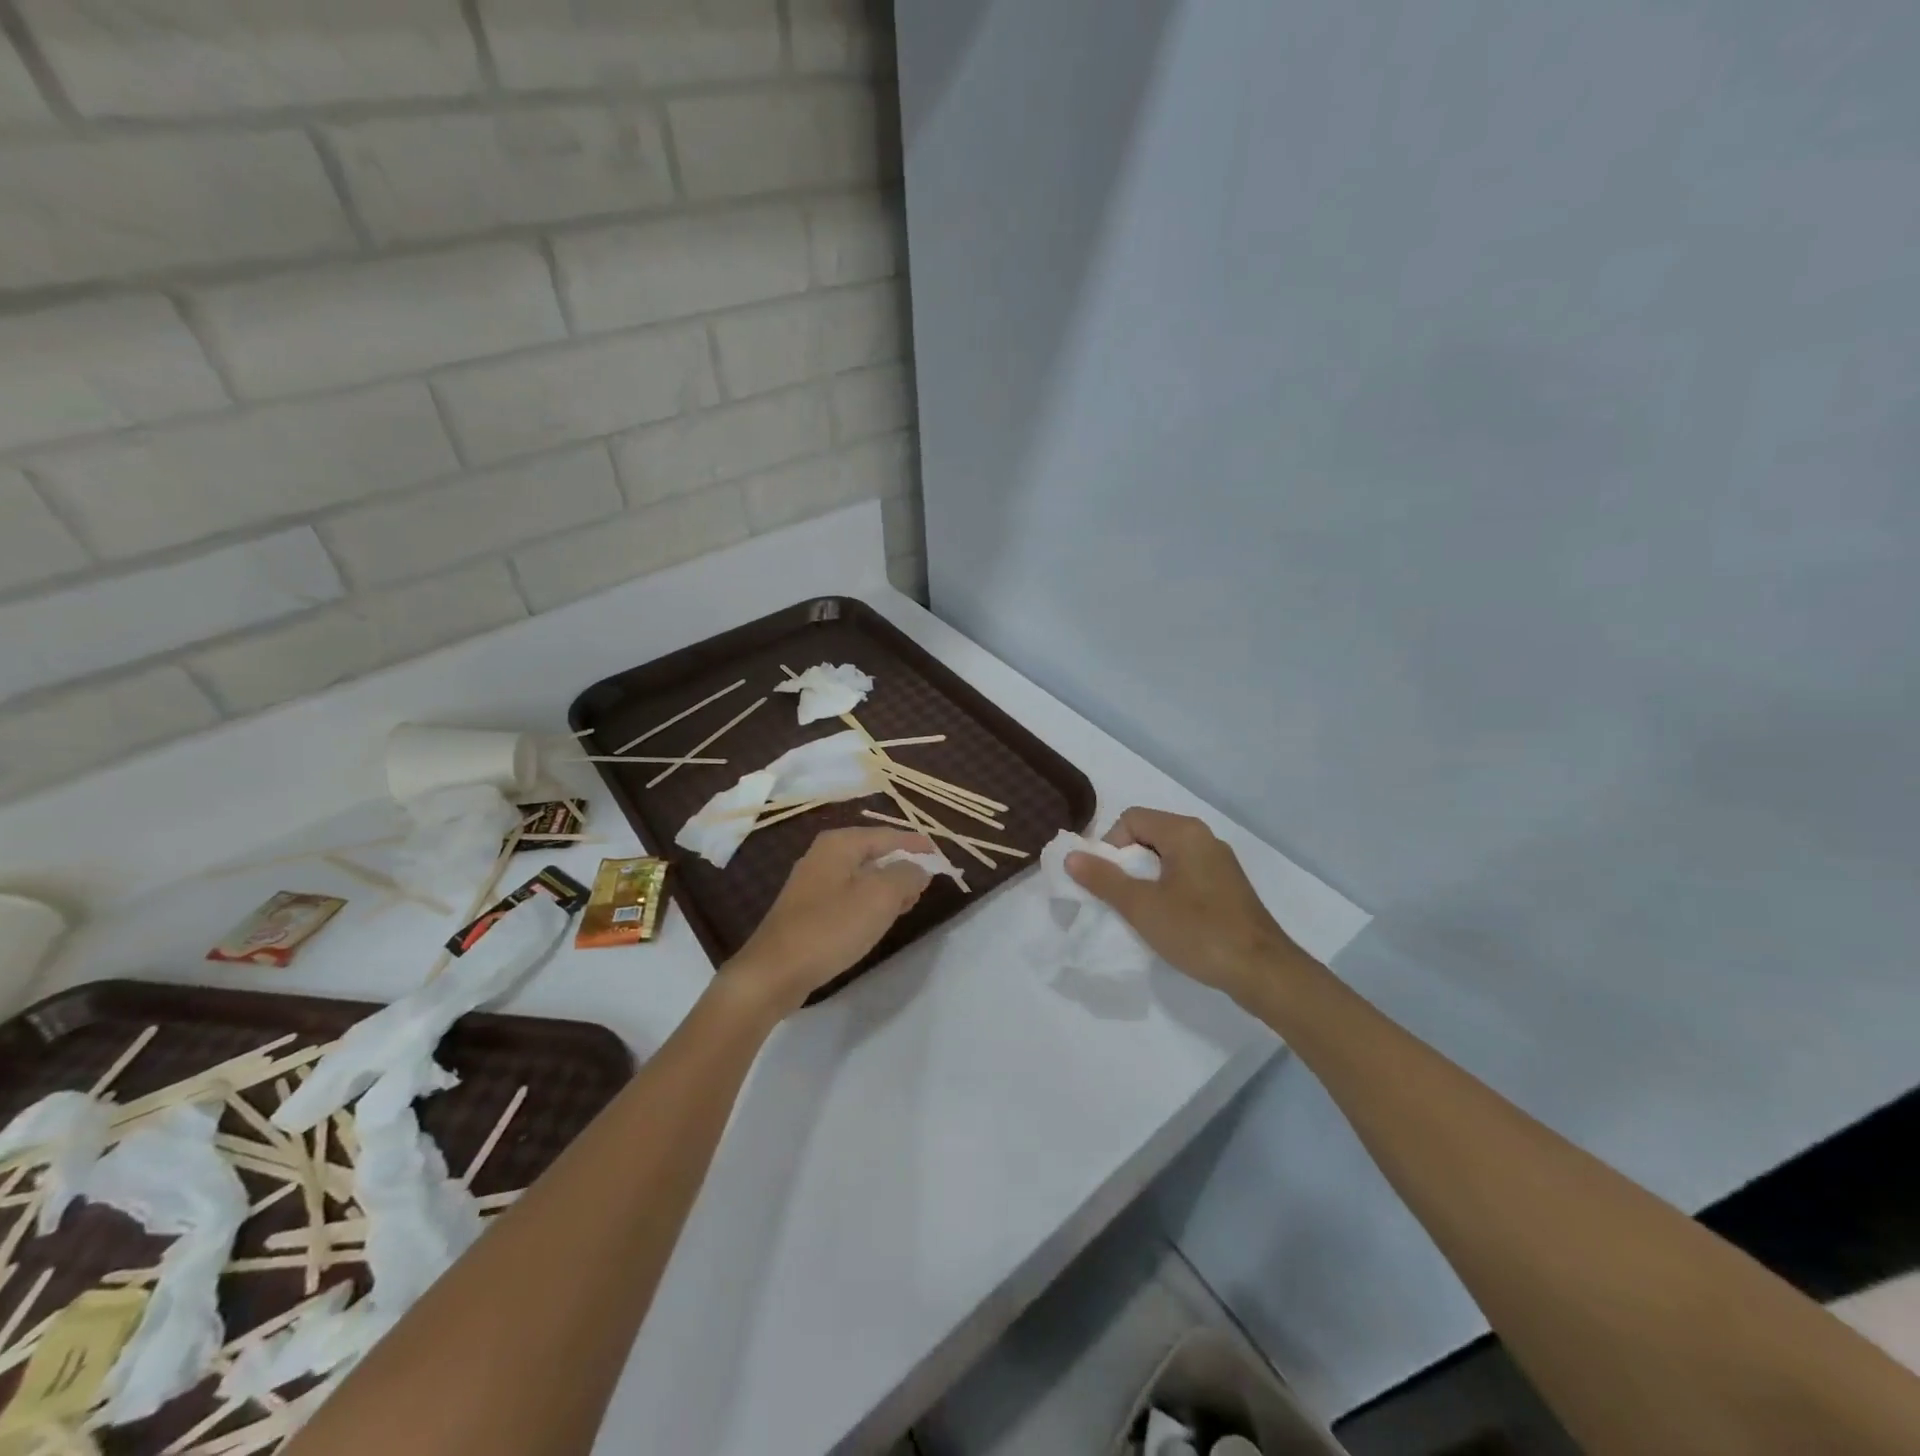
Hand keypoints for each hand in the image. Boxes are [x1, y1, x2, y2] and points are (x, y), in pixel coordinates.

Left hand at [727, 827, 936, 1013]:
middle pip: (874, 853)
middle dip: (902, 865)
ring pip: (862, 876)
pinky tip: (879, 919)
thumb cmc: (831, 928)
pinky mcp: (808, 909)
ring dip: (887, 886)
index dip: (916, 844)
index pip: (888, 835)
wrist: (774, 972)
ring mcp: (813, 882)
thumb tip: (919, 868)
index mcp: (839, 843)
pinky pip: (849, 895)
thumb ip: (906, 875)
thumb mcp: (880, 897)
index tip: (940, 855)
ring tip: (910, 902)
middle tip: (927, 882)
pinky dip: (869, 901)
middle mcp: (824, 855)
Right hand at [1065, 807, 1306, 1006]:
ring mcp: (1219, 863)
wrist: (1263, 971)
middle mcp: (1204, 838)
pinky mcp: (1227, 886)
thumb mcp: (1142, 906)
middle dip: (1125, 863)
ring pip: (1167, 857)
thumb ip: (1103, 879)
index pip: (1131, 819)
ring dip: (1145, 879)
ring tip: (1141, 912)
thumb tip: (1071, 856)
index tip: (1107, 882)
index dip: (1110, 846)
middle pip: (1148, 835)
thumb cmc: (1199, 931)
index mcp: (1184, 832)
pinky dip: (1167, 888)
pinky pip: (1185, 874)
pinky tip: (1168, 920)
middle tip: (1119, 899)